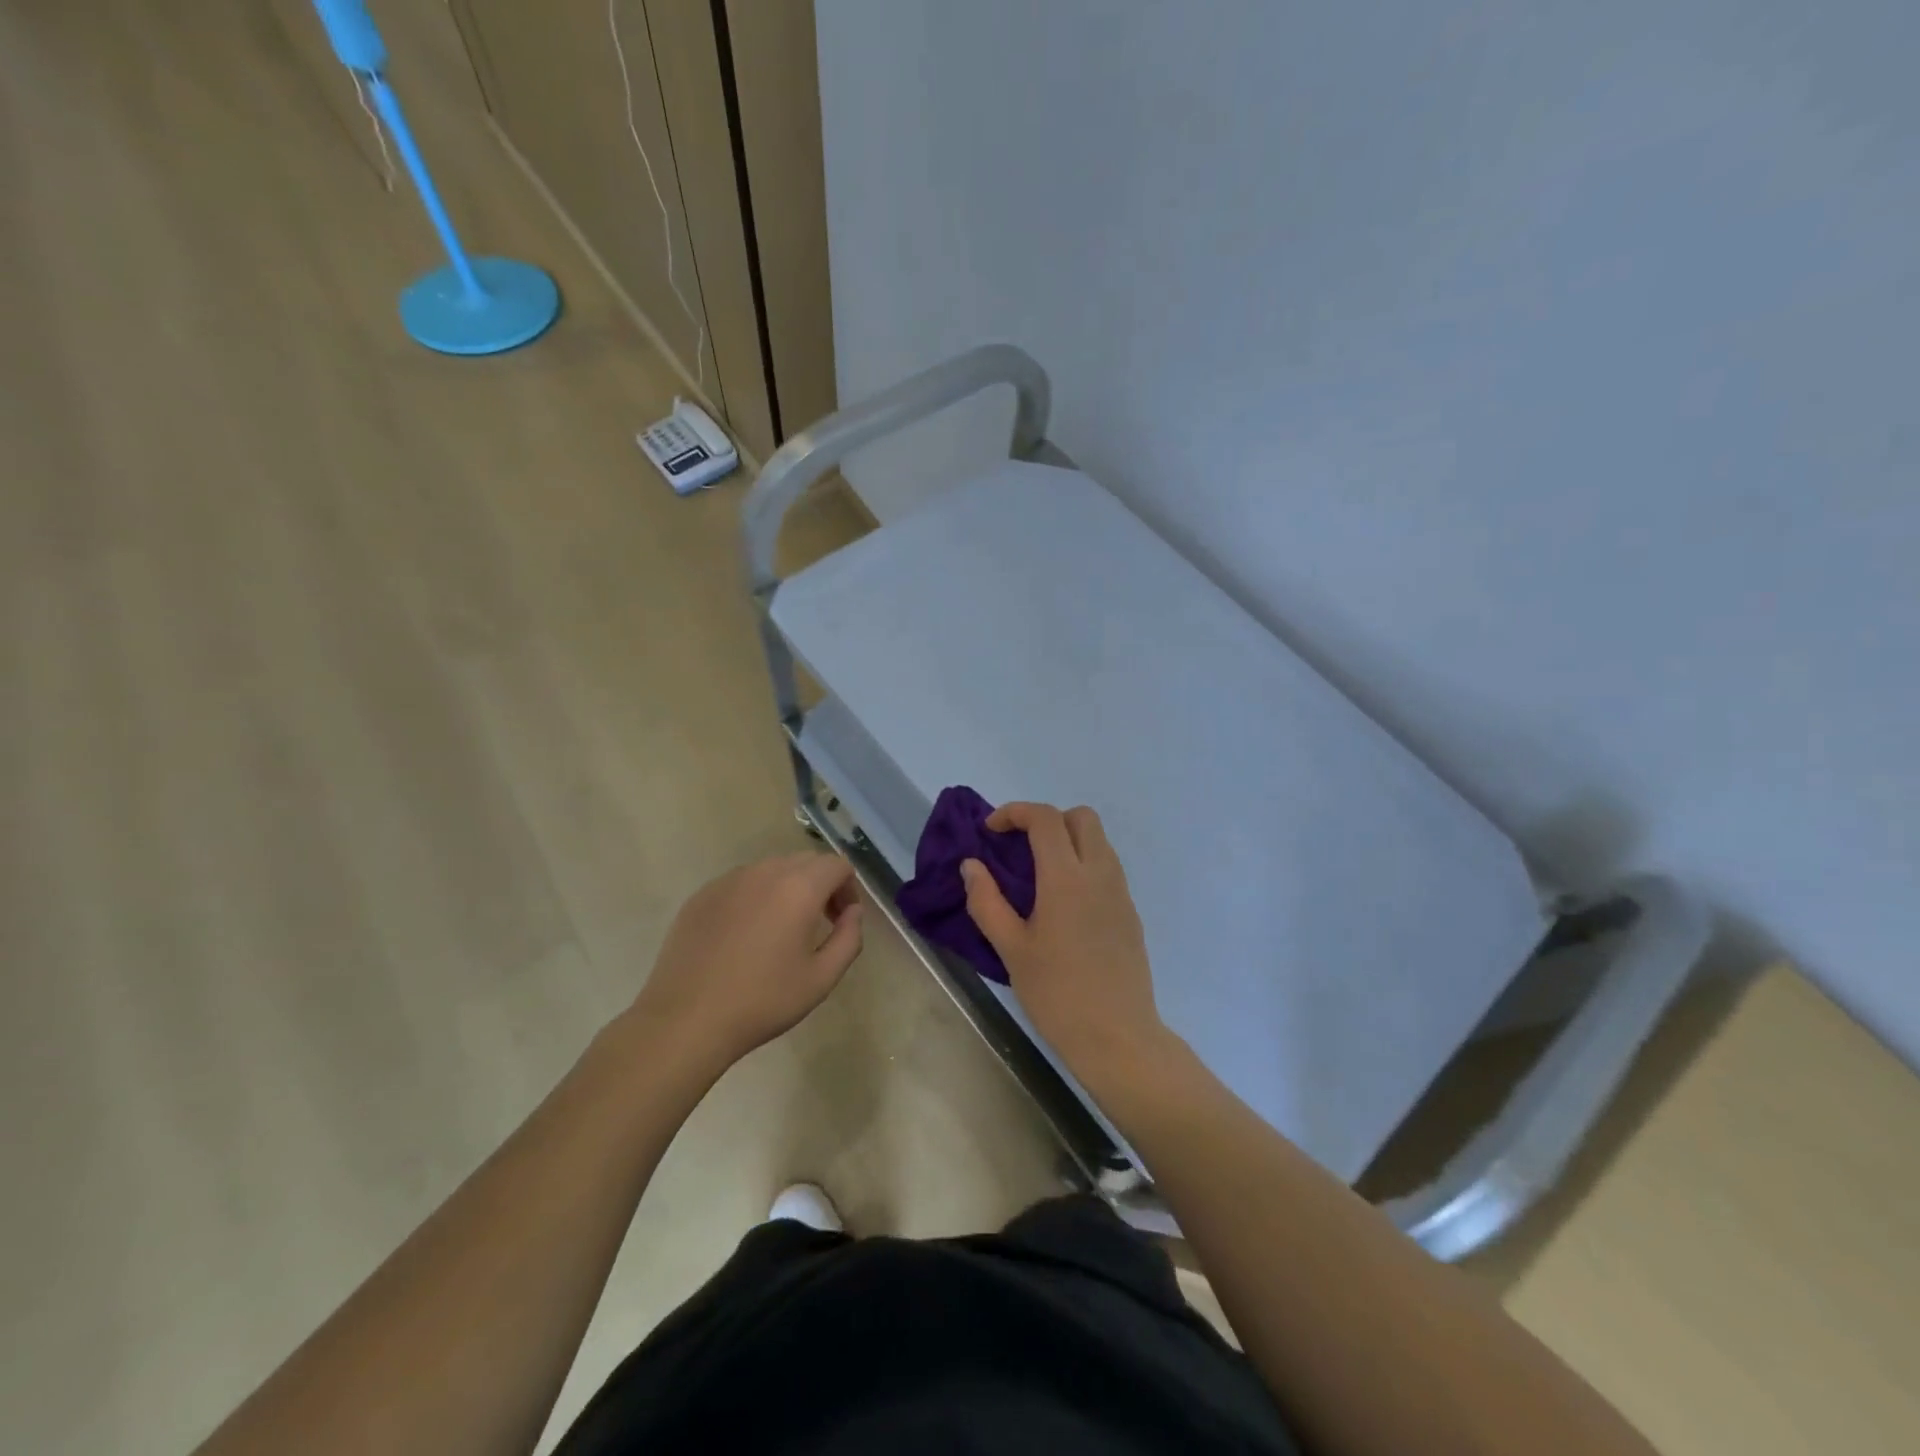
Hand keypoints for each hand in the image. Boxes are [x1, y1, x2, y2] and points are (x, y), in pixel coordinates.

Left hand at [629, 853, 863, 1074]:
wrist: (687, 1019)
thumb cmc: (763, 1001)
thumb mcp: (822, 978)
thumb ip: (849, 938)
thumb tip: (852, 911)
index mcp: (799, 888)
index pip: (837, 865)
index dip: (848, 888)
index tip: (842, 919)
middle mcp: (765, 872)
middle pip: (806, 861)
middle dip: (821, 884)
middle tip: (819, 923)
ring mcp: (729, 880)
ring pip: (772, 869)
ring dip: (788, 888)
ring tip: (781, 929)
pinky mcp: (702, 894)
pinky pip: (741, 882)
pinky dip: (755, 897)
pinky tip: (745, 936)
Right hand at [961, 803, 1170, 1088]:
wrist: (1118, 1037)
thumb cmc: (1057, 994)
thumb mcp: (1011, 949)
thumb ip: (987, 901)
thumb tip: (972, 865)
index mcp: (1066, 878)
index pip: (1045, 819)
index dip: (1015, 812)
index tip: (990, 831)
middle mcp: (1099, 874)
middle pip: (1081, 817)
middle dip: (1047, 820)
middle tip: (1019, 847)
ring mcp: (1121, 892)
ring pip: (1099, 841)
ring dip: (1068, 840)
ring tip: (1038, 874)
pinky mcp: (1131, 912)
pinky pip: (1108, 868)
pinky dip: (1084, 864)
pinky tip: (1063, 903)